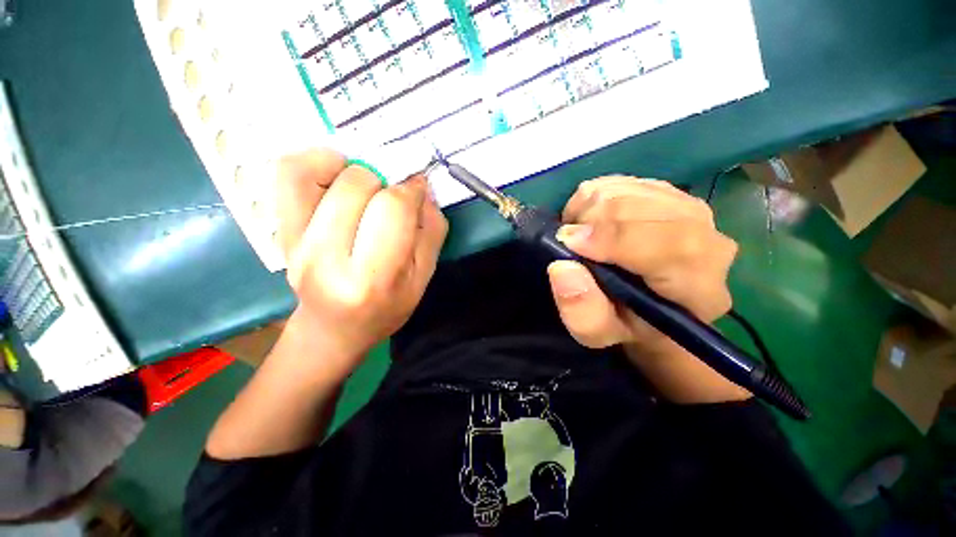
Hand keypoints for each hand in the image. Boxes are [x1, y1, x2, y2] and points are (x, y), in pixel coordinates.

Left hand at [275, 149, 447, 375]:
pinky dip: (315, 161)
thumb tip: (421, 188)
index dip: (411, 190)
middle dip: (386, 182)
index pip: (393, 209)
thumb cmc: (386, 308)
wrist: (334, 329)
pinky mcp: (279, 231)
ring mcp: (295, 243)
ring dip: (355, 170)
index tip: (417, 191)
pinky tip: (337, 174)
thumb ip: (430, 232)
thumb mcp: (422, 278)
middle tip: (394, 197)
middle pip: (358, 186)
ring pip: (319, 172)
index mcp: (372, 278)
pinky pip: (288, 174)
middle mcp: (326, 258)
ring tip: (368, 187)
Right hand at [547, 176, 737, 355]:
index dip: (614, 238)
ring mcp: (689, 209)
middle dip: (592, 221)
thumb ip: (583, 312)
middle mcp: (707, 240)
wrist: (649, 303)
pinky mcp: (667, 192)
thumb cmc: (626, 323)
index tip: (569, 243)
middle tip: (569, 243)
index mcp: (699, 288)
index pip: (671, 246)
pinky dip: (592, 198)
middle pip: (644, 207)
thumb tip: (561, 268)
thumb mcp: (599, 333)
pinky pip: (620, 181)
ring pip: (627, 190)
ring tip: (580, 236)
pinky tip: (591, 222)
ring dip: (588, 210)